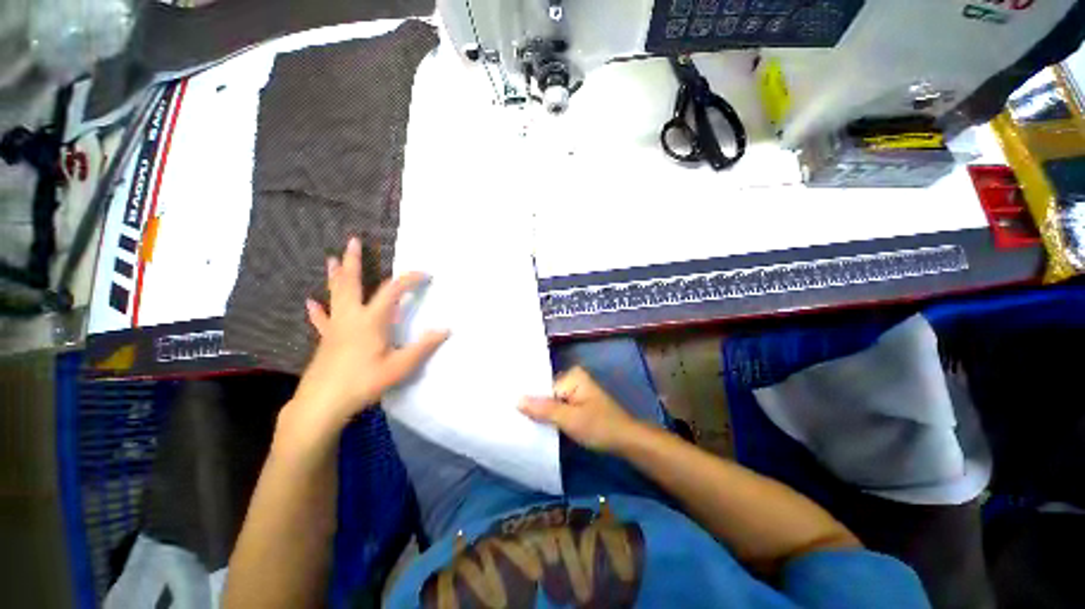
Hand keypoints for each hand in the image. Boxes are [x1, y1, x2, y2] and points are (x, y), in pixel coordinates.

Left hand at [286, 237, 448, 438]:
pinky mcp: (326, 339)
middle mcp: (351, 317)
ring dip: (336, 276)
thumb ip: (423, 347)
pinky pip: (322, 319)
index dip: (410, 279)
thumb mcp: (400, 367)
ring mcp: (335, 327)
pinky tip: (310, 302)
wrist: (322, 403)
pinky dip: (318, 309)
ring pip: (335, 295)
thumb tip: (446, 329)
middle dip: (354, 261)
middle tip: (353, 241)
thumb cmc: (363, 382)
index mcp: (371, 320)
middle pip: (352, 283)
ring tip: (333, 259)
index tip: (426, 274)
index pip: (393, 291)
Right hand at [519, 366, 641, 451]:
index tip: (509, 409)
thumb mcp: (570, 419)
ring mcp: (574, 391)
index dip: (528, 399)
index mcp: (572, 375)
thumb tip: (516, 400)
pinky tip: (537, 425)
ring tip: (519, 422)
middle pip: (545, 392)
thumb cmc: (600, 427)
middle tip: (511, 417)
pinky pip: (557, 407)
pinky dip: (549, 417)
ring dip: (540, 413)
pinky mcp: (576, 403)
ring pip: (550, 401)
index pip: (542, 385)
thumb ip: (544, 409)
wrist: (626, 441)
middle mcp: (572, 379)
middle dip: (533, 406)